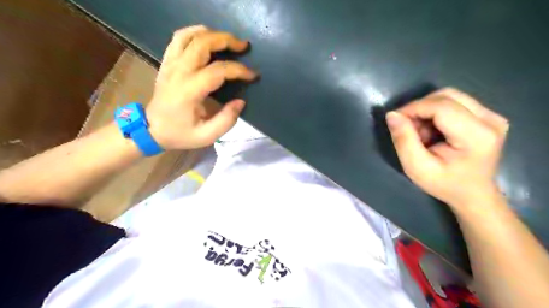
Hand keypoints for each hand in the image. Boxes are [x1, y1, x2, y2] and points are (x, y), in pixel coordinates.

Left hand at [146, 24, 257, 149]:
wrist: (150, 129)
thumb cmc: (180, 134)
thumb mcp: (206, 136)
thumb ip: (226, 120)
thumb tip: (240, 102)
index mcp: (189, 90)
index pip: (218, 70)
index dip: (239, 70)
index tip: (253, 75)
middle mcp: (179, 71)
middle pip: (203, 43)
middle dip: (227, 40)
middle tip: (243, 46)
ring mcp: (170, 63)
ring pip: (190, 35)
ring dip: (212, 34)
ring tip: (227, 41)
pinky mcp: (167, 62)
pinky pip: (179, 38)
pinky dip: (195, 33)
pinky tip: (207, 38)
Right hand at [385, 88, 510, 209]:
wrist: (473, 194)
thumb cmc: (444, 184)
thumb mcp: (416, 168)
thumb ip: (403, 140)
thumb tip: (392, 114)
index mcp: (477, 136)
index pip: (441, 106)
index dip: (414, 108)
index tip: (395, 119)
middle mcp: (491, 120)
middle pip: (446, 96)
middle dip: (420, 108)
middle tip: (408, 128)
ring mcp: (492, 116)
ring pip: (450, 96)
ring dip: (427, 109)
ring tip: (420, 131)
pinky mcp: (488, 116)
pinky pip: (455, 102)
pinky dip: (436, 112)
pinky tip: (432, 130)